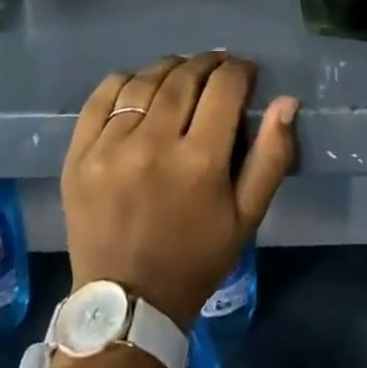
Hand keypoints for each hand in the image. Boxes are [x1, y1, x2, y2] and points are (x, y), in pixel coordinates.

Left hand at [62, 52, 297, 330]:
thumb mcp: (247, 216)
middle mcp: (153, 144)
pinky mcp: (79, 154)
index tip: (246, 72)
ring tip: (182, 74)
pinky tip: (140, 88)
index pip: (225, 86)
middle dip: (208, 63)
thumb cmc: (196, 258)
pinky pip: (103, 96)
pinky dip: (126, 82)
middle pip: (185, 77)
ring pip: (145, 81)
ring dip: (170, 68)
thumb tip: (286, 101)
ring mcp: (110, 147)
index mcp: (200, 161)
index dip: (240, 69)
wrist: (127, 304)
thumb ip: (272, 156)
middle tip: (218, 67)